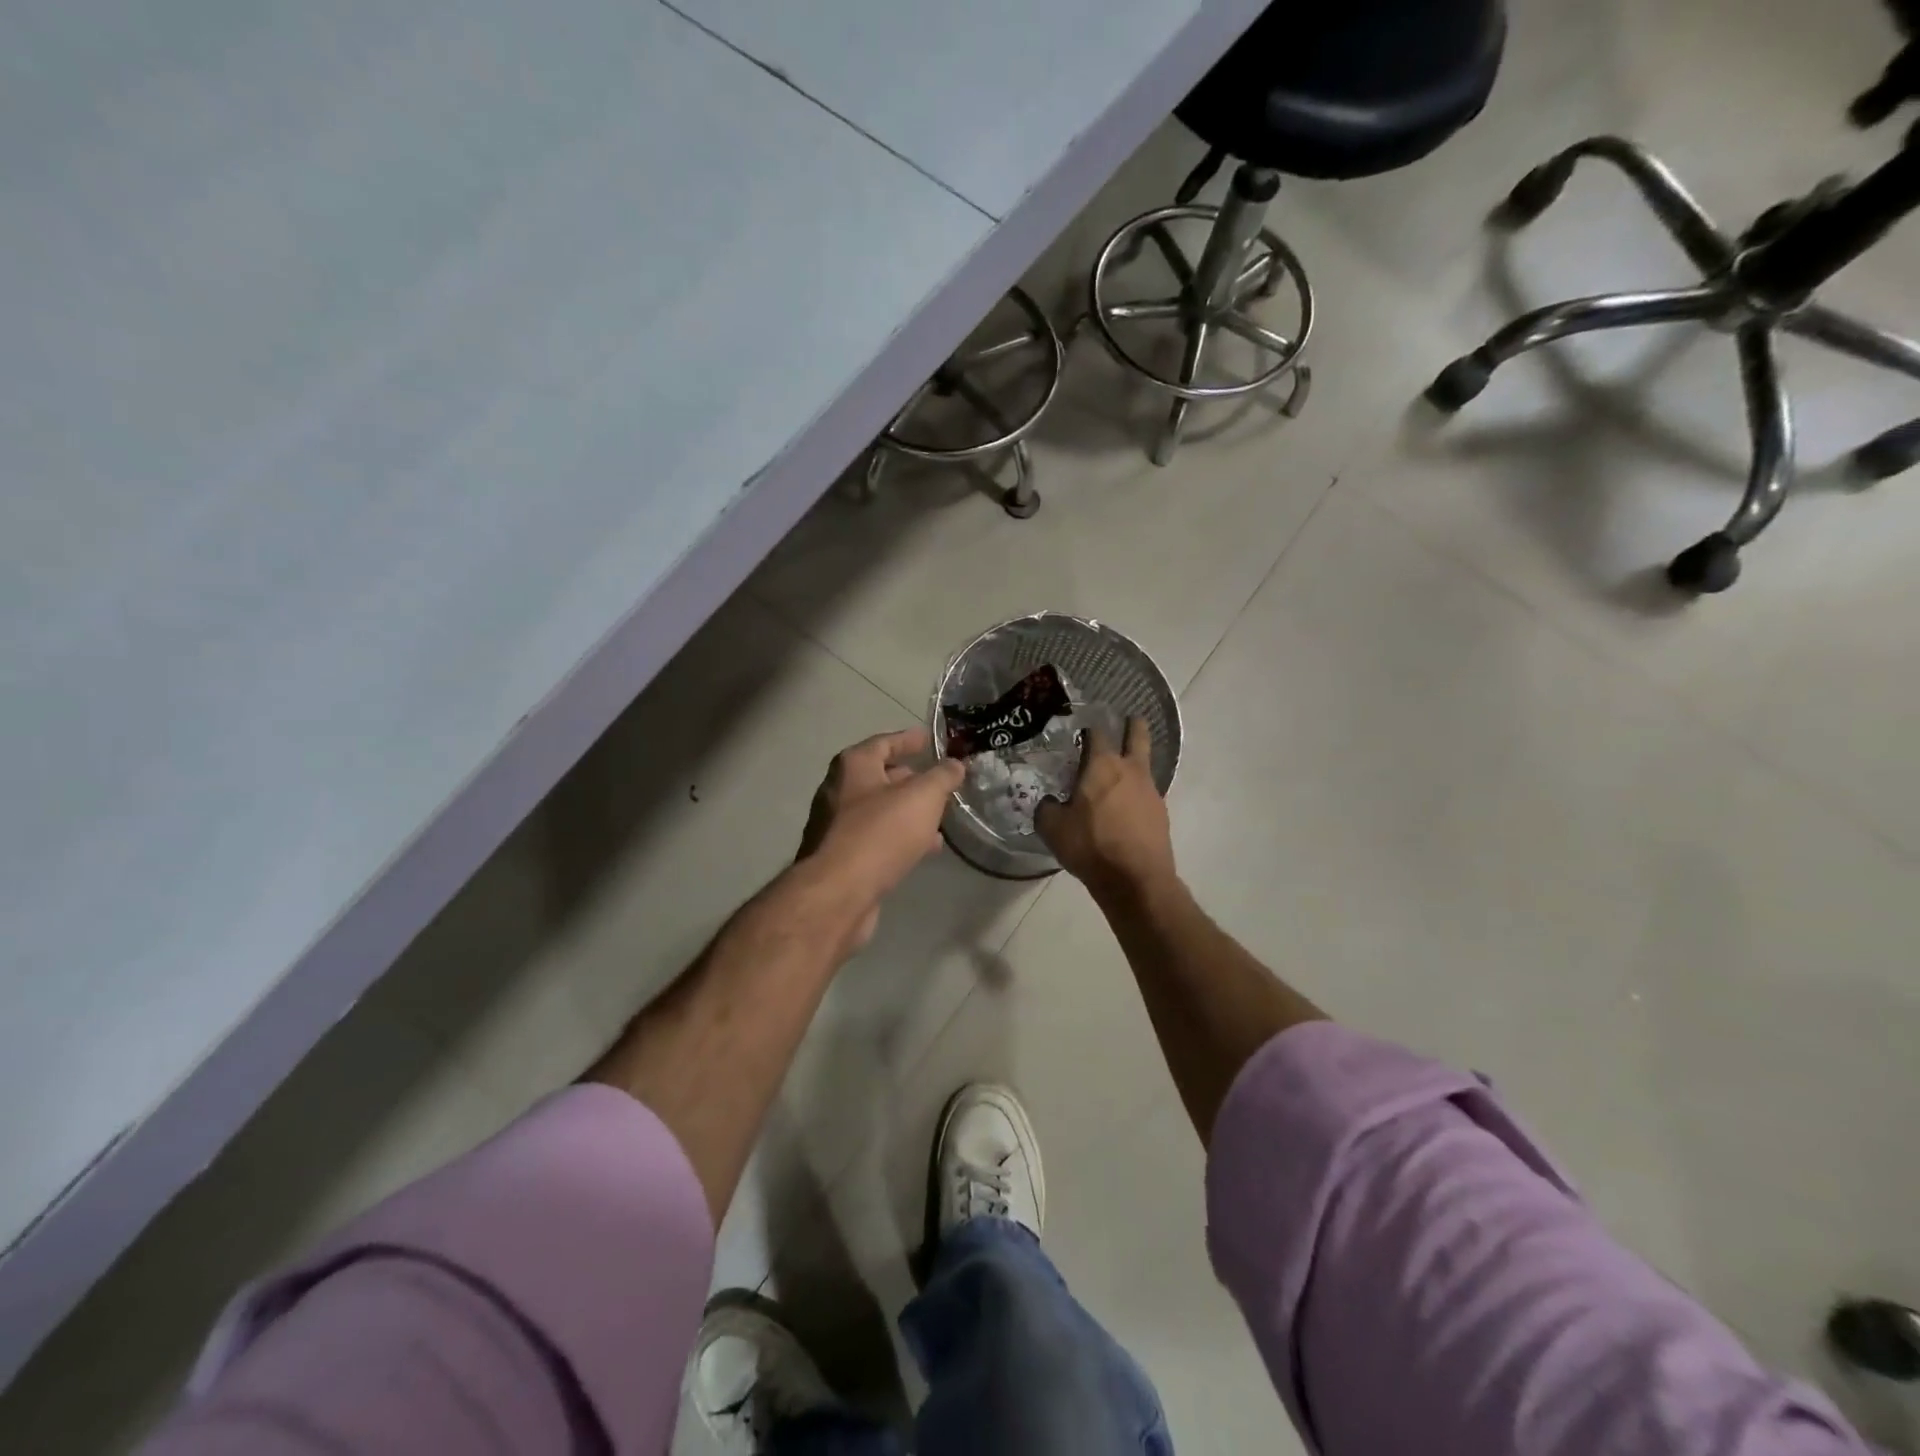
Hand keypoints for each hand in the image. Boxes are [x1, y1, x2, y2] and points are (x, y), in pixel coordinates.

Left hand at [797, 727, 964, 946]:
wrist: (837, 894)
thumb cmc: (879, 833)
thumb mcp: (922, 797)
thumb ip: (942, 776)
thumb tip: (955, 764)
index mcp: (853, 766)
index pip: (885, 742)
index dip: (909, 740)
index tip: (931, 740)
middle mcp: (839, 790)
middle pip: (880, 776)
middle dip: (911, 777)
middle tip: (940, 780)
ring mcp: (837, 826)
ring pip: (880, 810)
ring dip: (908, 810)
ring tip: (941, 816)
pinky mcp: (842, 857)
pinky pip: (877, 837)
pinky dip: (901, 836)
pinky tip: (926, 848)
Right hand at [1034, 718, 1173, 900]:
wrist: (1135, 880)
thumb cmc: (1090, 846)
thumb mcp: (1052, 828)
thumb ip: (1047, 808)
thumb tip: (1050, 802)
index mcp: (1102, 765)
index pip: (1097, 733)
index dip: (1089, 728)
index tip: (1082, 729)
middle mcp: (1130, 770)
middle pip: (1137, 735)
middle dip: (1132, 725)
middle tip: (1128, 718)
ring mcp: (1151, 791)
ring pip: (1145, 764)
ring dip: (1135, 761)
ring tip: (1121, 770)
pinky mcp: (1161, 813)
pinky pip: (1147, 793)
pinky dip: (1137, 792)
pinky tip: (1125, 806)